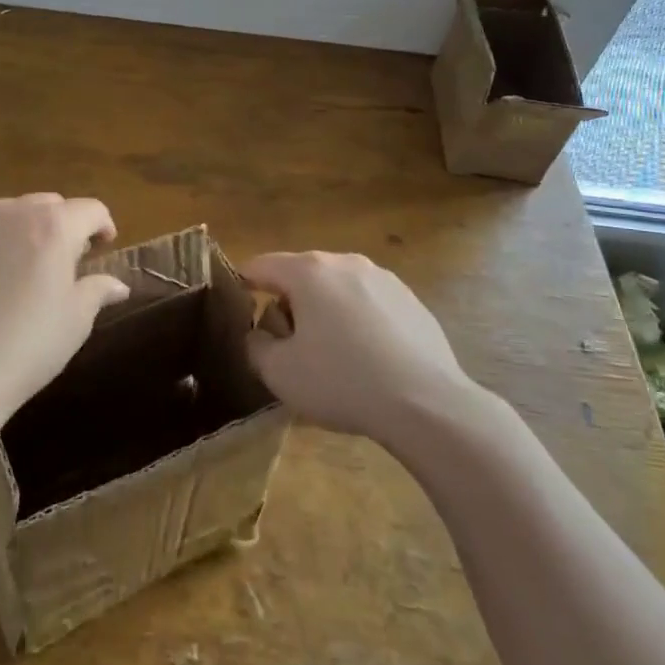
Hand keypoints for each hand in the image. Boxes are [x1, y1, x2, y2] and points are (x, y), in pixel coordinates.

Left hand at [0, 193, 130, 424]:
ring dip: (19, 227)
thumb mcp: (76, 322)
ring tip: (15, 263)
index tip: (102, 247)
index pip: (91, 210)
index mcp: (57, 227)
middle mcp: (16, 211)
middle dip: (61, 226)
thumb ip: (98, 290)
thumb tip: (118, 284)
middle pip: (49, 204)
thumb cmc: (27, 346)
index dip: (102, 226)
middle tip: (60, 262)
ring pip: (7, 210)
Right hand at [242, 251, 472, 439]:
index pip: (261, 265)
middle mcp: (345, 262)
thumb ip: (255, 347)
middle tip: (286, 343)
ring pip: (337, 287)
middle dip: (287, 302)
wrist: (426, 402)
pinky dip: (357, 321)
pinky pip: (368, 303)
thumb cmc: (342, 381)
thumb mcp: (279, 373)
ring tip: (329, 354)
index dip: (243, 285)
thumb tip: (258, 334)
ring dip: (324, 310)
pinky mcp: (410, 299)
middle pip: (301, 274)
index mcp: (309, 271)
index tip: (238, 311)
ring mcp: (382, 277)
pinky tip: (367, 358)